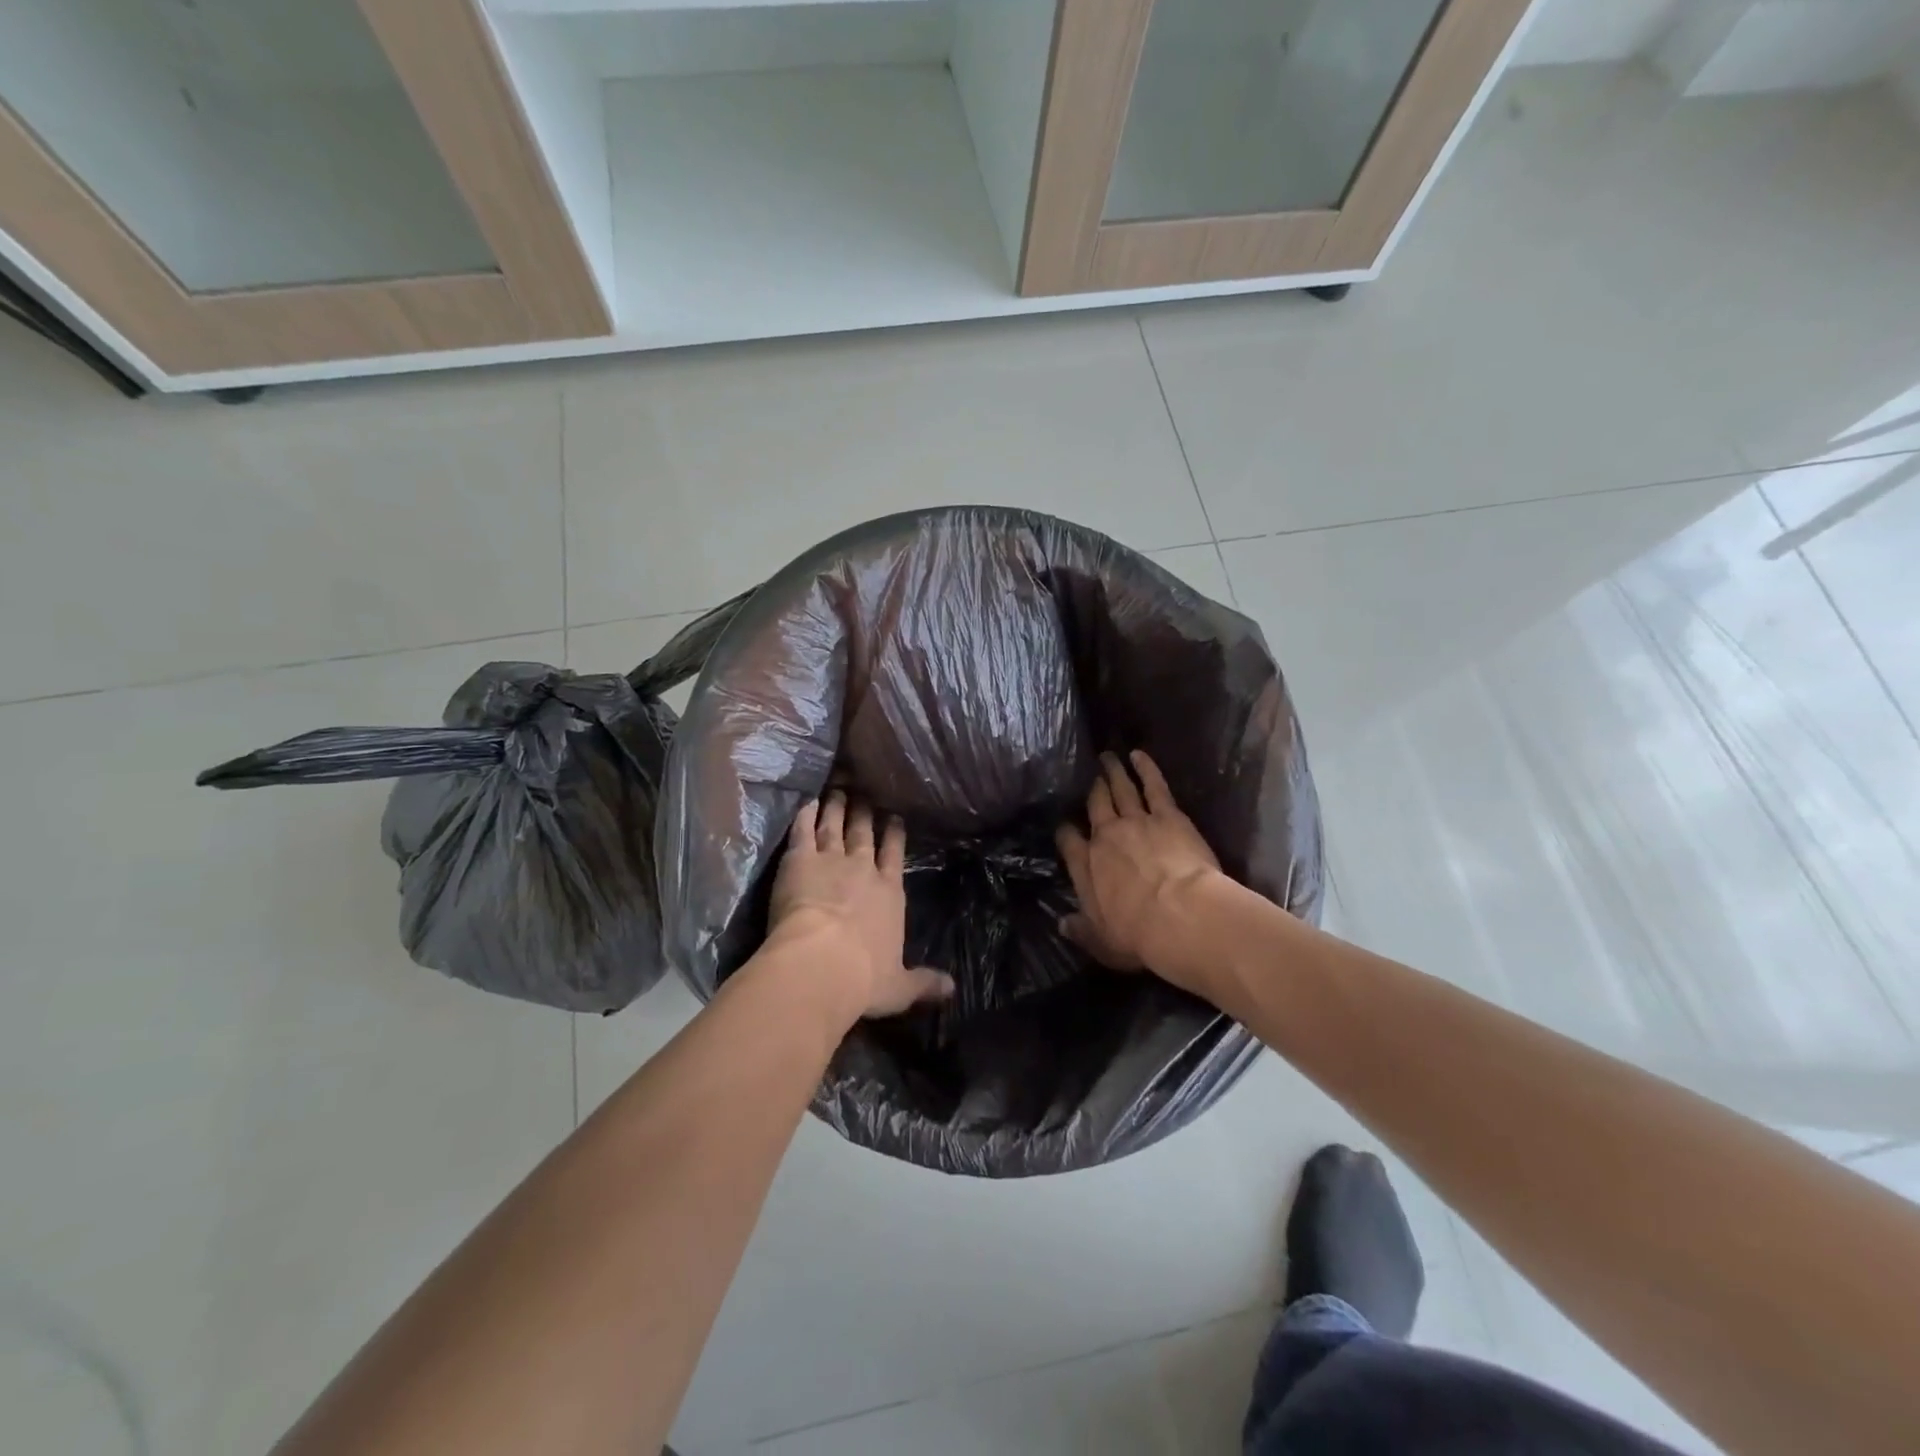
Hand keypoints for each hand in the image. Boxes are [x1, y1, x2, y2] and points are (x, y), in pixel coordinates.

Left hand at [768, 792, 954, 1021]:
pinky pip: (803, 831)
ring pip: (835, 826)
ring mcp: (831, 860)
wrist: (822, 963)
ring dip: (836, 808)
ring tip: (838, 791)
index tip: (894, 818)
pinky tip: (807, 802)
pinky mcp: (800, 860)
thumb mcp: (900, 987)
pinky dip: (805, 815)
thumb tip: (953, 990)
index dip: (894, 835)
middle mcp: (863, 870)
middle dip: (865, 814)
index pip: (894, 856)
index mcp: (889, 893)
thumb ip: (924, 983)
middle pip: (864, 834)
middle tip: (864, 795)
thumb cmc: (864, 977)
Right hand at [1056, 750, 1223, 974]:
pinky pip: (1154, 786)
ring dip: (1113, 772)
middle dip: (1091, 790)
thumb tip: (1062, 923)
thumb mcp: (1101, 942)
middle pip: (1095, 806)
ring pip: (1121, 790)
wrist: (1179, 916)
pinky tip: (1139, 755)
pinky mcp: (1168, 815)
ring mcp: (1136, 821)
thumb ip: (1080, 930)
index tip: (1066, 825)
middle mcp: (1106, 837)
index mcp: (1086, 866)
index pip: (1069, 841)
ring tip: (1108, 757)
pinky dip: (1146, 768)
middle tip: (1089, 775)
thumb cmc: (1137, 935)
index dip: (1066, 831)